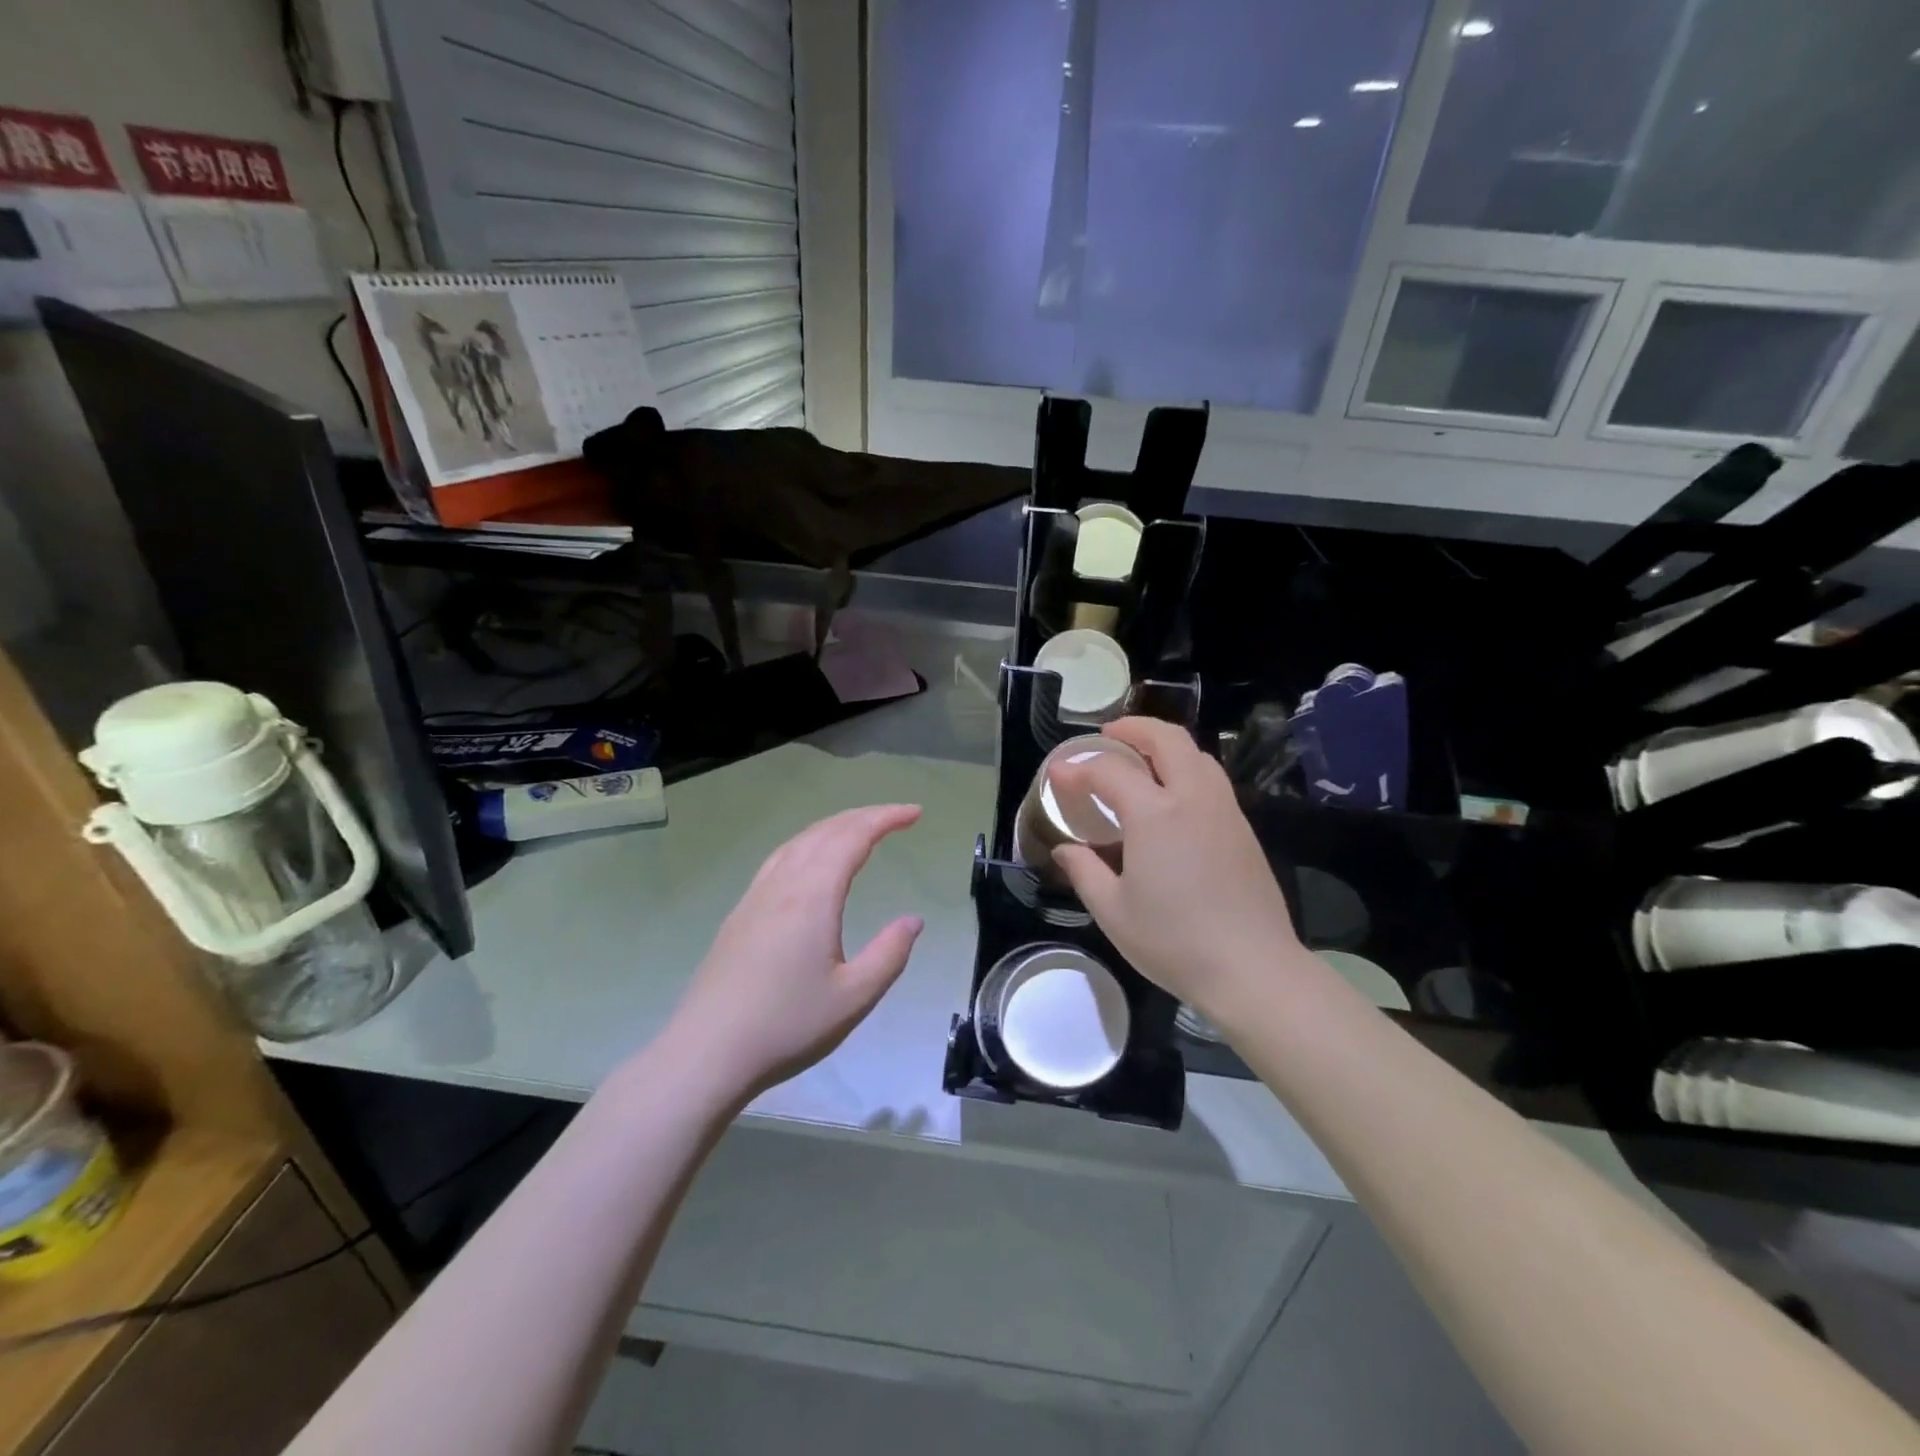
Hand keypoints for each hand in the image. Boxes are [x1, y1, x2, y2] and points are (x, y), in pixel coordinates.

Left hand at [664, 805, 924, 1100]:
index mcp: (813, 896)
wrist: (708, 1052)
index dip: (886, 818)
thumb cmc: (787, 1026)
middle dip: (865, 816)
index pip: (854, 838)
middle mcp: (783, 884)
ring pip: (799, 841)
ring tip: (860, 830)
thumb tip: (913, 920)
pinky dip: (808, 843)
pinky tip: (810, 860)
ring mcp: (756, 896)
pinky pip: (780, 858)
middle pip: (826, 831)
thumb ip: (890, 954)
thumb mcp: (854, 997)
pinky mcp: (740, 913)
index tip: (916, 813)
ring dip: (834, 826)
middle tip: (898, 816)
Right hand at [1051, 719, 1302, 1022]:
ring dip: (1165, 744)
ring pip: (1196, 754)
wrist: (1252, 968)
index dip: (1078, 769)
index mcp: (1156, 814)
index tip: (1057, 774)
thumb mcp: (1113, 911)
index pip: (1109, 772)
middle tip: (1108, 736)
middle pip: (1166, 740)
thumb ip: (1084, 871)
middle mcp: (1193, 798)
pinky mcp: (1243, 828)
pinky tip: (1172, 795)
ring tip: (1140, 758)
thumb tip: (1065, 848)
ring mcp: (1224, 810)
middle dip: (1134, 728)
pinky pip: (1211, 778)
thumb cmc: (1174, 941)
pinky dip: (1186, 767)